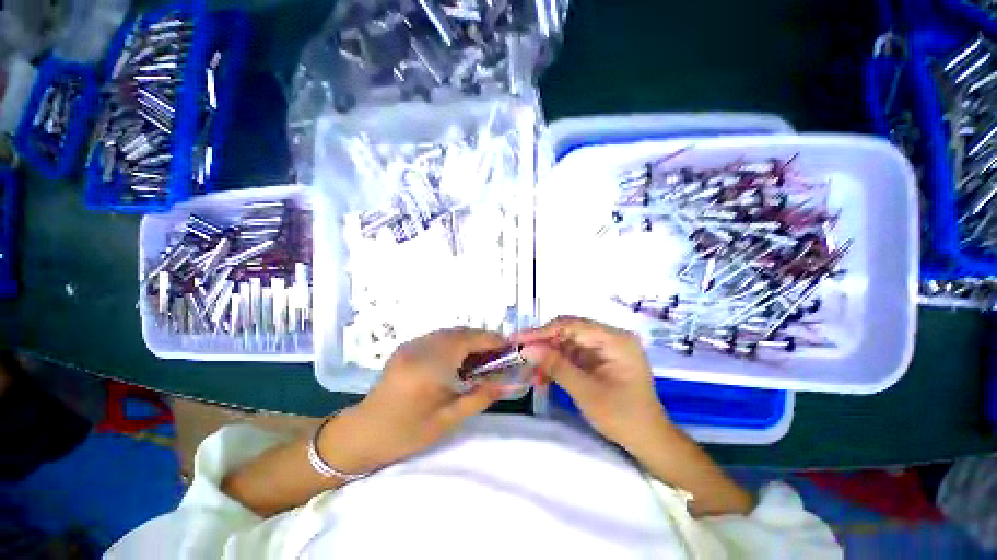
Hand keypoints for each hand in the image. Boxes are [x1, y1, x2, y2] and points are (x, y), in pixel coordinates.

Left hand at [322, 328, 515, 473]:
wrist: (362, 434)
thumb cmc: (405, 432)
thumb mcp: (447, 420)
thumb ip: (479, 398)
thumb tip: (505, 384)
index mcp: (430, 365)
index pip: (467, 340)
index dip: (490, 339)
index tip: (508, 346)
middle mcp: (420, 347)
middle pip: (459, 332)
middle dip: (482, 338)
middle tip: (498, 353)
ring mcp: (411, 344)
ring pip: (449, 332)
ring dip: (468, 338)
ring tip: (482, 356)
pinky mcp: (407, 347)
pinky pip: (438, 336)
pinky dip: (454, 341)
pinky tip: (459, 357)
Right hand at [514, 316, 669, 451]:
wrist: (649, 441)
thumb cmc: (622, 417)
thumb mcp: (586, 391)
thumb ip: (556, 366)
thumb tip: (527, 349)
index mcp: (615, 339)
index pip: (572, 325)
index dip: (542, 331)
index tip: (519, 339)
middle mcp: (611, 337)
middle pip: (570, 331)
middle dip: (544, 342)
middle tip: (519, 352)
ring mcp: (606, 348)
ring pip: (569, 342)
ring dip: (549, 353)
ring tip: (528, 366)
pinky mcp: (601, 358)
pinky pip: (574, 354)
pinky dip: (558, 362)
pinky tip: (543, 372)